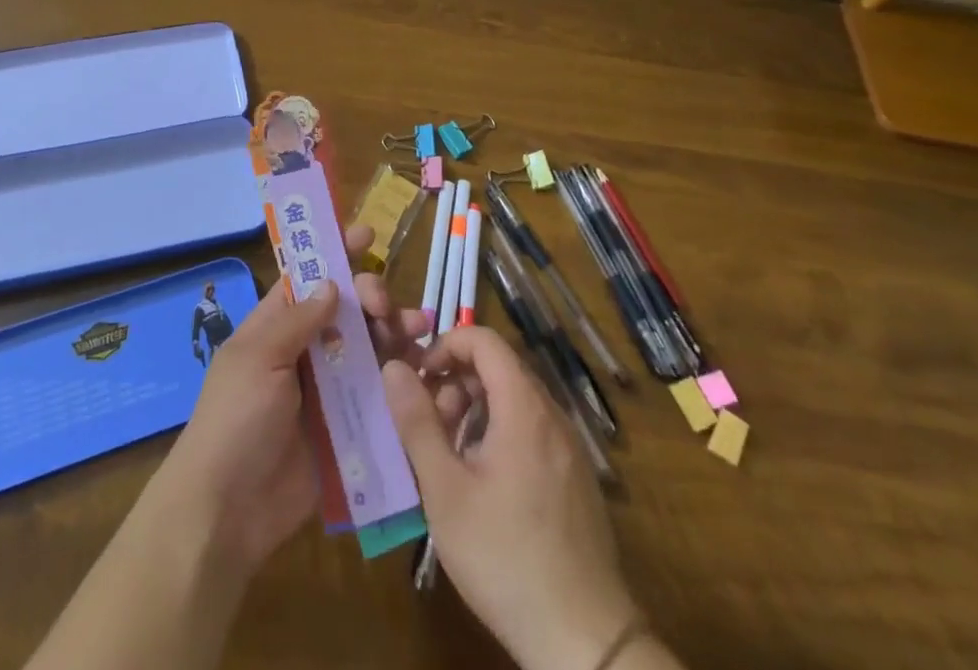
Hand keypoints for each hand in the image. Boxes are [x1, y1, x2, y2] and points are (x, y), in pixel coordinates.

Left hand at [157, 225, 435, 571]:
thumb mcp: (257, 359)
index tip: (367, 234)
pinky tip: (424, 368)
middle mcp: (305, 351)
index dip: (336, 254)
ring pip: (369, 348)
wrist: (228, 511)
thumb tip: (332, 283)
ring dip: (394, 332)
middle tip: (384, 305)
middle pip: (347, 311)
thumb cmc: (234, 420)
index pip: (309, 279)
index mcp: (275, 326)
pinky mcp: (349, 426)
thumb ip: (296, 320)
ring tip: (418, 329)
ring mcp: (328, 390)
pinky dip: (402, 377)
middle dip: (372, 296)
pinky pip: (378, 393)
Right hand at [384, 327, 642, 669]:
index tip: (420, 379)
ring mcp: (570, 448)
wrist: (584, 641)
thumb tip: (392, 367)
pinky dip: (501, 433)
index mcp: (524, 406)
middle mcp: (552, 415)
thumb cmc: (505, 556)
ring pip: (515, 401)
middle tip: (430, 425)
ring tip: (450, 457)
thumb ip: (417, 422)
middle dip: (457, 382)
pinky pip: (533, 430)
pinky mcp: (577, 479)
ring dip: (476, 410)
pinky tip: (484, 484)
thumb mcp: (445, 490)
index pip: (483, 339)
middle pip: (499, 368)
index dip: (446, 345)